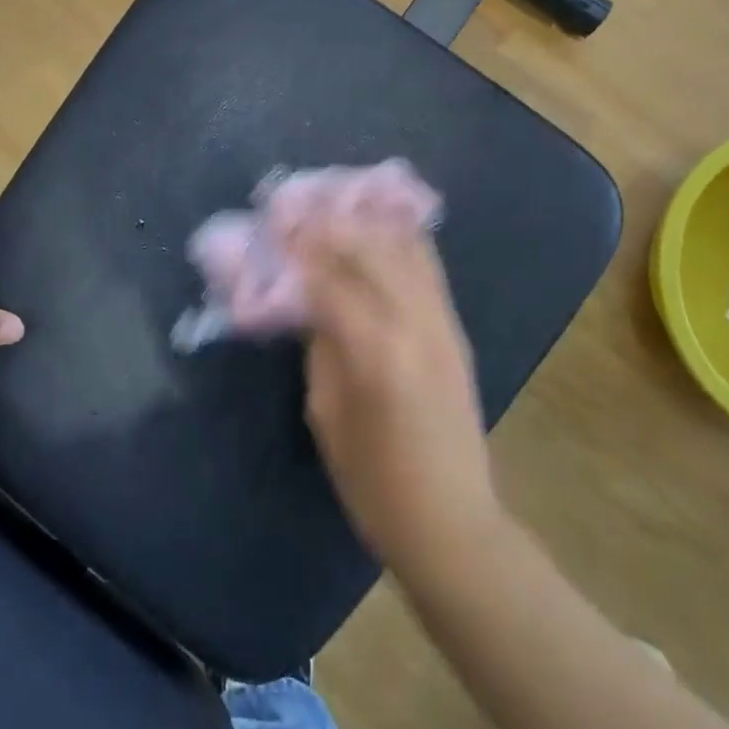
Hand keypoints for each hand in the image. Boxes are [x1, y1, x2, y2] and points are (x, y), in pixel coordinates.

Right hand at [287, 213, 501, 579]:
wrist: (453, 521)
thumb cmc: (374, 483)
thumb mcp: (326, 415)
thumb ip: (319, 347)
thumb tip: (309, 299)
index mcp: (375, 352)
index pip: (330, 279)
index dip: (298, 247)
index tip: (274, 222)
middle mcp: (414, 324)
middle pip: (371, 248)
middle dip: (330, 222)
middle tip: (298, 208)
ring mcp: (442, 323)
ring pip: (405, 248)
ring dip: (366, 222)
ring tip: (335, 206)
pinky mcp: (455, 329)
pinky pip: (427, 266)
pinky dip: (400, 238)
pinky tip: (378, 227)